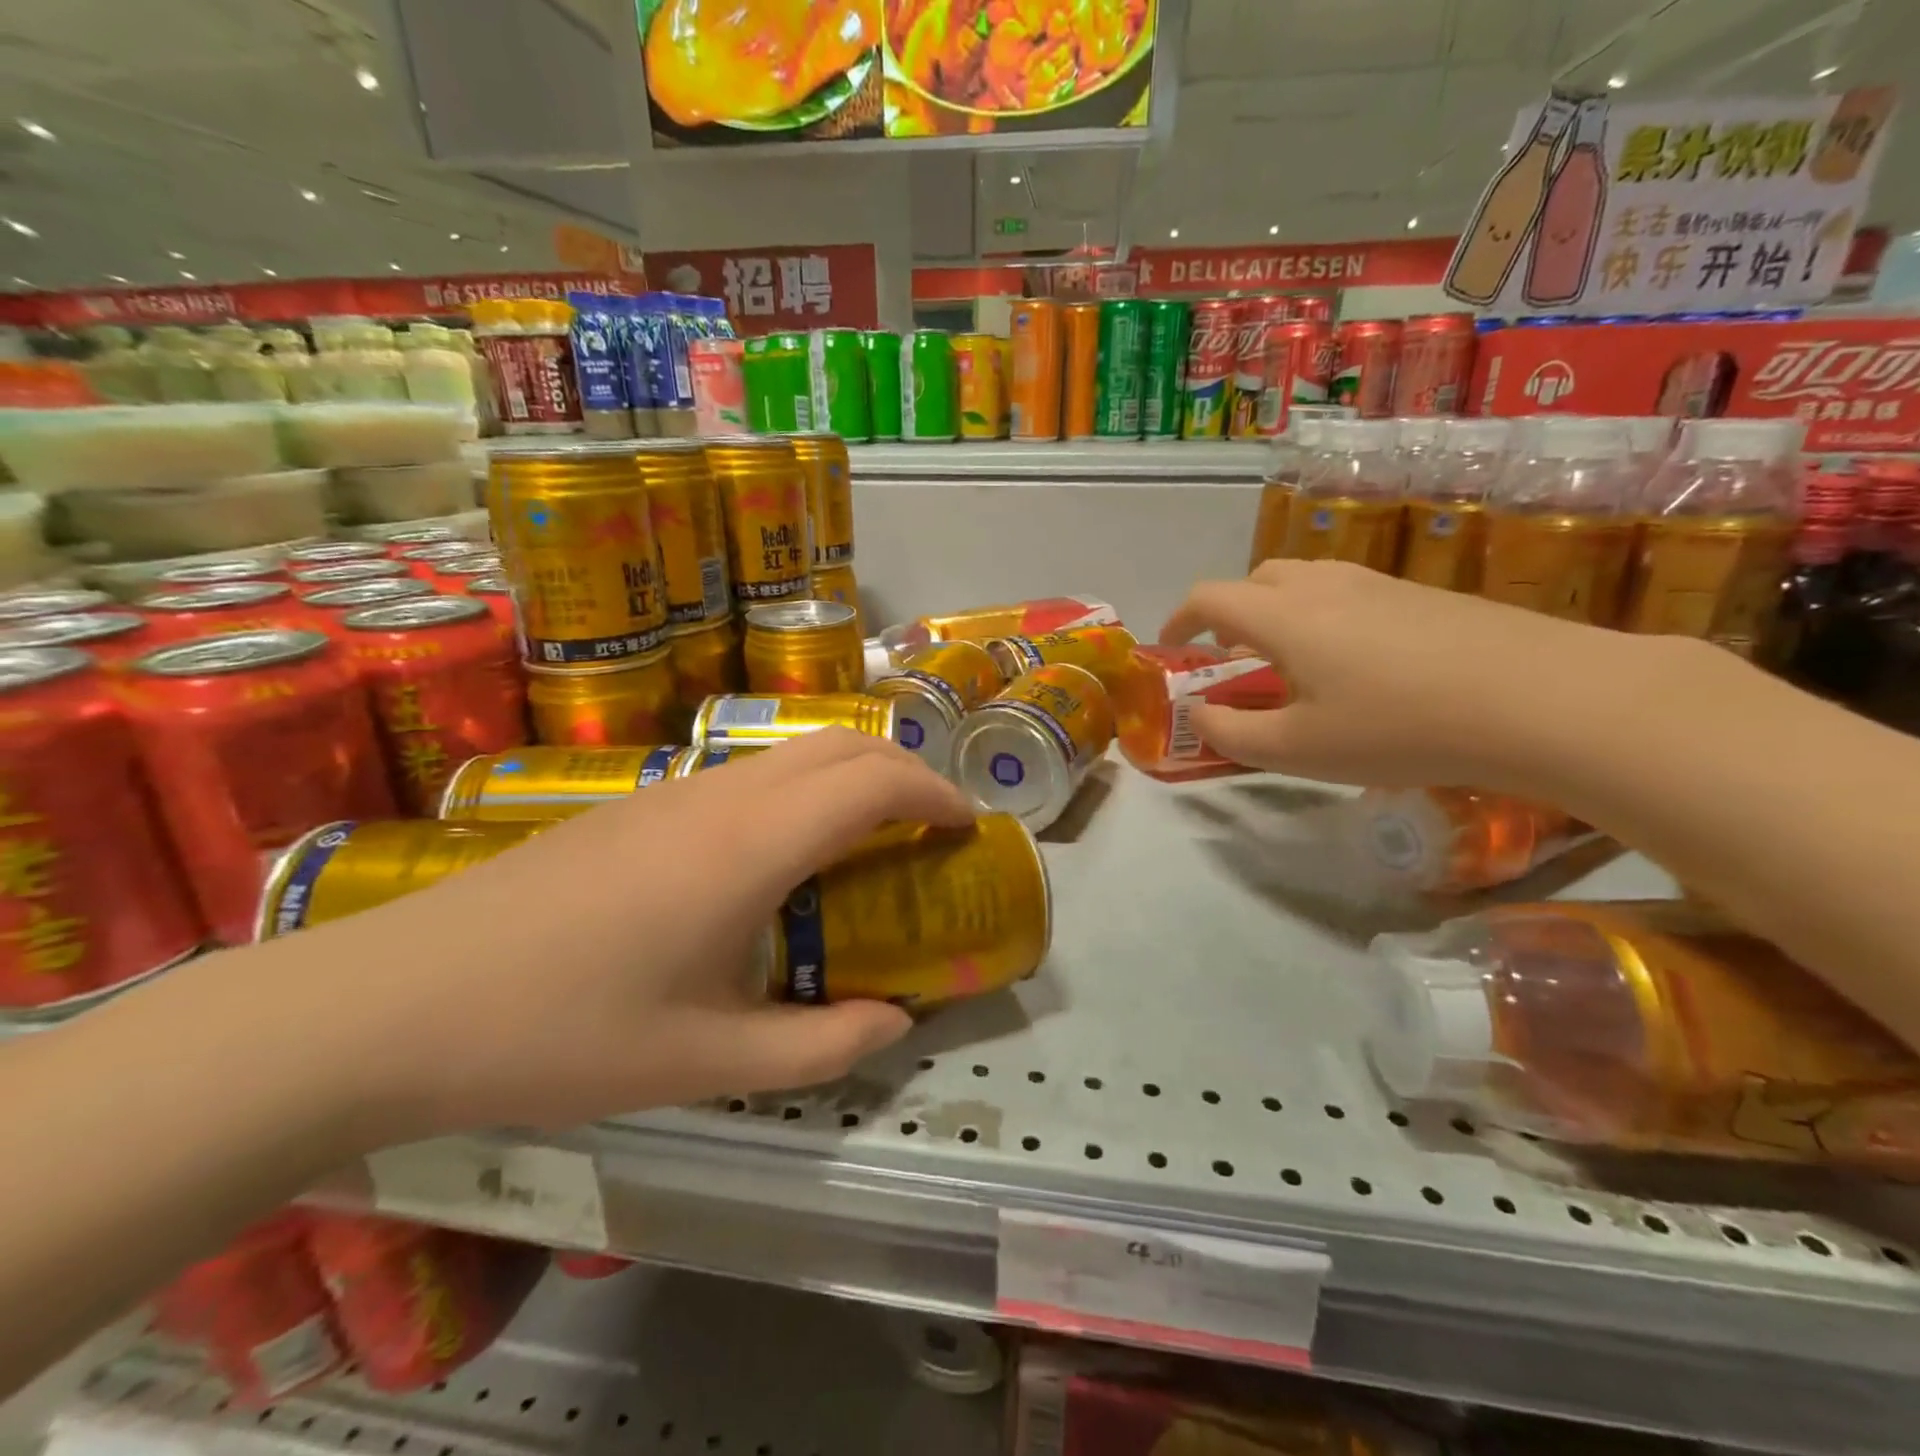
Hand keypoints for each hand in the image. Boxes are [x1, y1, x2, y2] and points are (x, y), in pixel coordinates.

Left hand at [246, 729, 975, 1144]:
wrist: (397, 1000)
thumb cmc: (562, 1033)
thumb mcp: (706, 1061)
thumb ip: (821, 1045)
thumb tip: (895, 1022)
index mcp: (751, 846)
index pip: (873, 783)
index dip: (935, 794)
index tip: (967, 827)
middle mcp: (723, 796)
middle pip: (842, 744)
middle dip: (907, 769)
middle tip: (936, 825)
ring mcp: (676, 790)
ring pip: (795, 750)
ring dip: (854, 773)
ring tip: (877, 834)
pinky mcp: (640, 803)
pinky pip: (752, 771)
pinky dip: (805, 786)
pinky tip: (788, 852)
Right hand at [1159, 559, 1668, 789]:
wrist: (1543, 699)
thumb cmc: (1399, 728)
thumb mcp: (1299, 750)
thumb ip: (1232, 733)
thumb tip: (1200, 714)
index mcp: (1282, 616)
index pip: (1208, 598)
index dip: (1179, 620)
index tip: (1171, 648)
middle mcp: (1323, 584)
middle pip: (1256, 581)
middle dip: (1229, 615)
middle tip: (1234, 660)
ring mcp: (1378, 583)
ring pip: (1305, 583)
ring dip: (1278, 614)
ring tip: (1293, 665)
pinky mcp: (1422, 594)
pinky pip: (1350, 594)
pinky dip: (1324, 618)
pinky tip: (1357, 667)